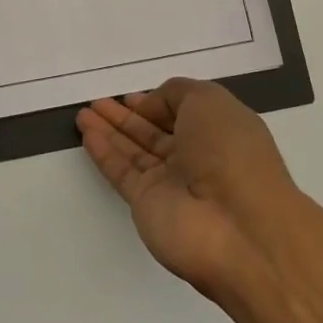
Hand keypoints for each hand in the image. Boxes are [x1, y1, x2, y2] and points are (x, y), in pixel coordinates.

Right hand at [77, 79, 299, 299]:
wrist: (239, 229)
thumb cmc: (231, 152)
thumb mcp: (209, 100)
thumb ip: (176, 93)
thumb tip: (150, 106)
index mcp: (219, 130)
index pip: (181, 112)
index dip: (156, 103)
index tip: (129, 95)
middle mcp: (196, 156)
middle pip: (154, 131)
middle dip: (126, 116)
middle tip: (97, 102)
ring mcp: (171, 183)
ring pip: (134, 150)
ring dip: (110, 130)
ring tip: (83, 113)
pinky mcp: (148, 205)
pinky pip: (122, 172)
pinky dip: (104, 152)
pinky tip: (87, 133)